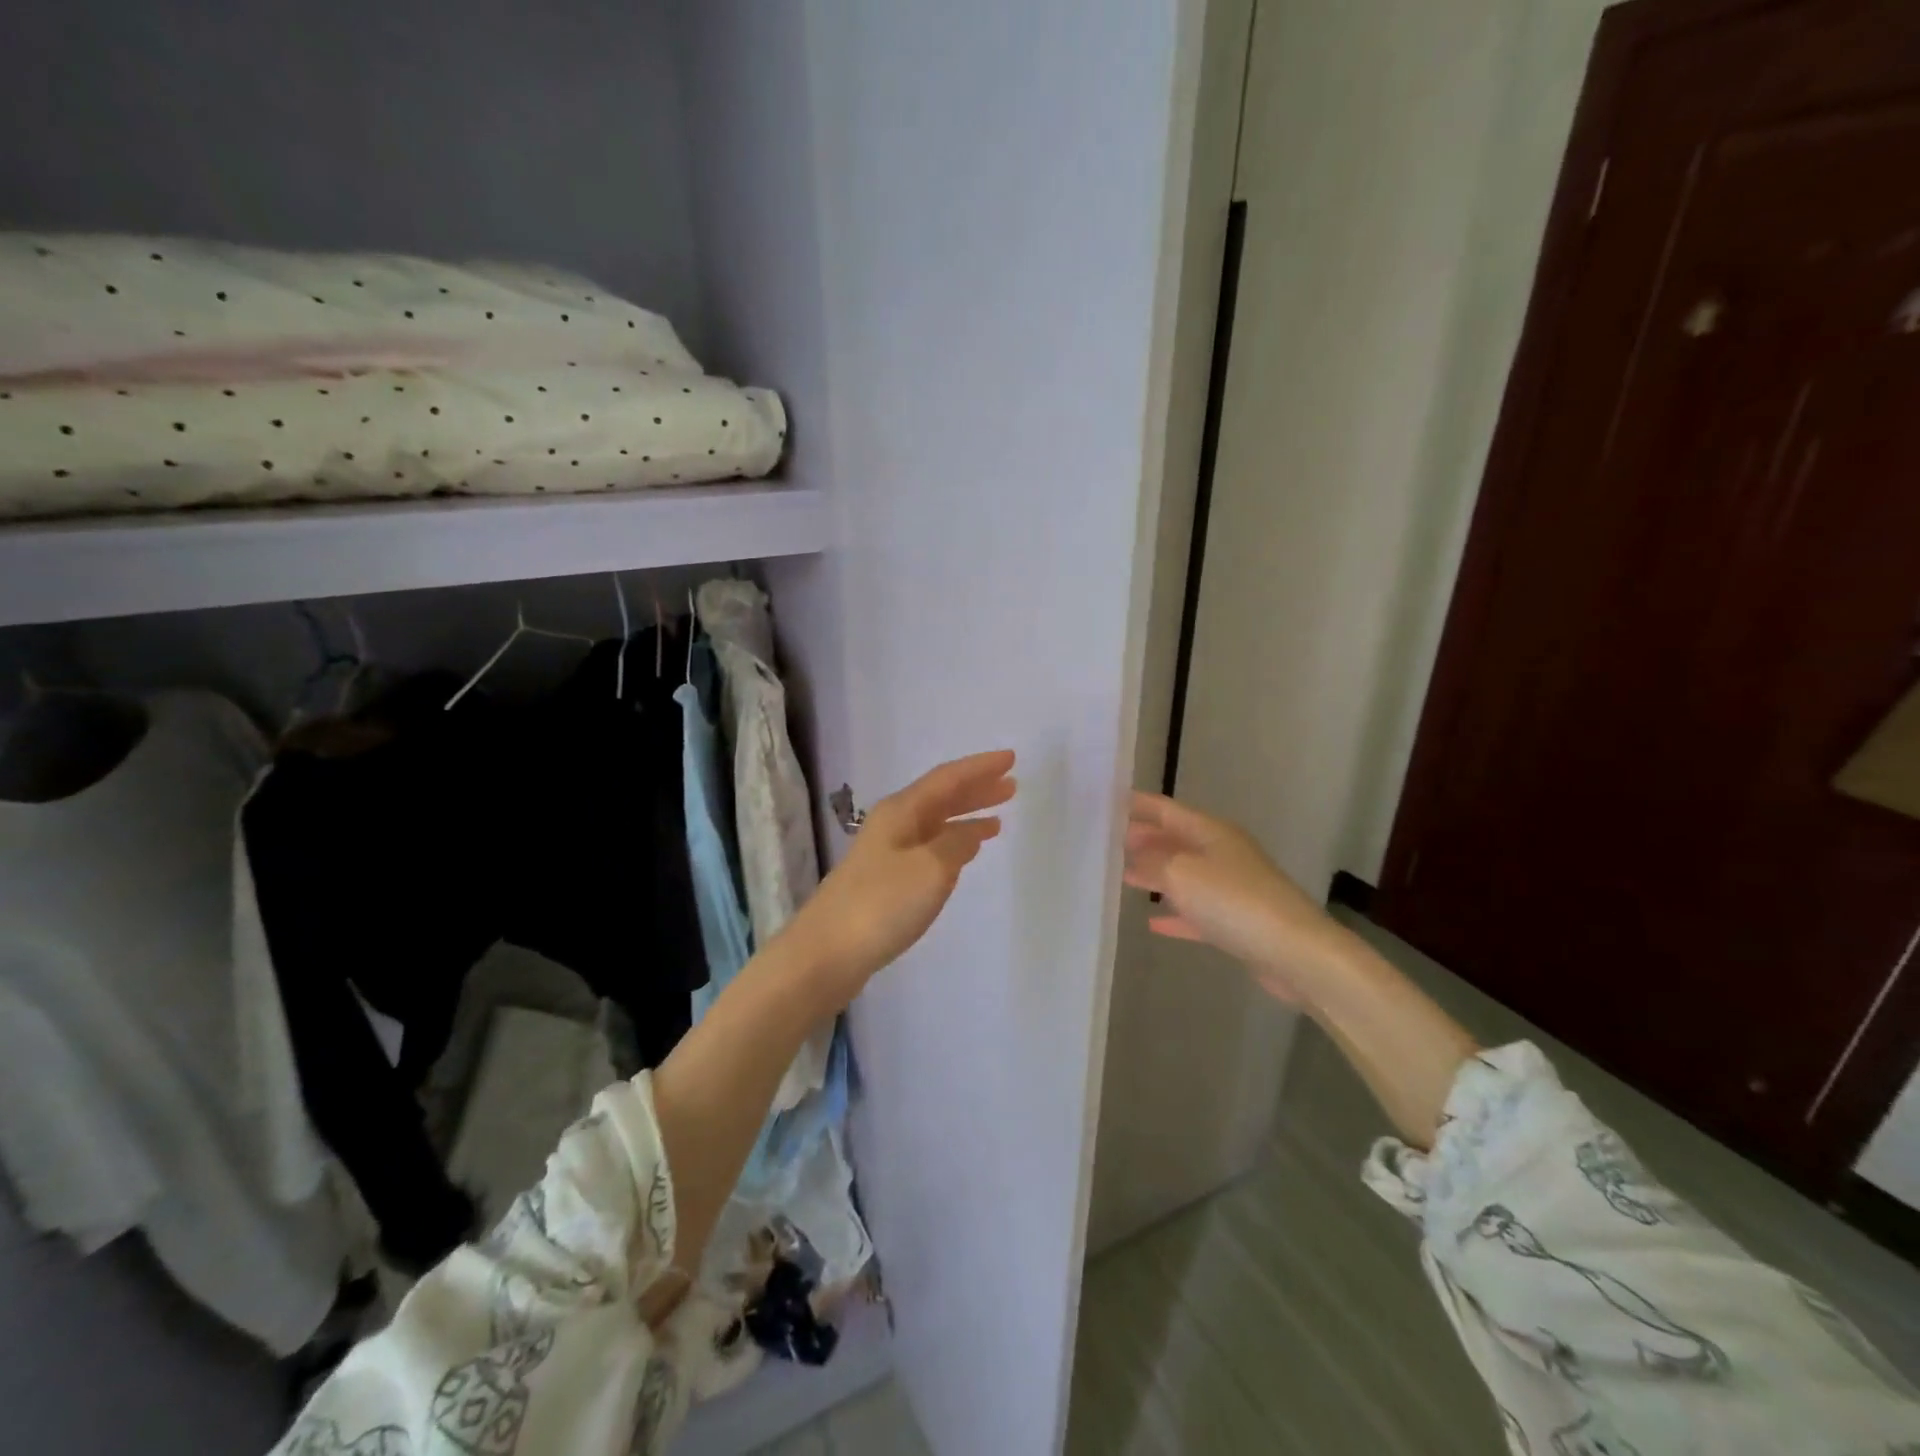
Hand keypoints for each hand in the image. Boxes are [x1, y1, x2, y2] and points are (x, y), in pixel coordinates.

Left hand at [785, 750, 1016, 1005]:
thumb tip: (972, 831)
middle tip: (1011, 785)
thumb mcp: (931, 868)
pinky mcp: (887, 879)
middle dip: (976, 789)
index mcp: (902, 811)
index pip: (948, 778)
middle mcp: (894, 824)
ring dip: (966, 816)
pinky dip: (953, 843)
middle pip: (941, 797)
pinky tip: (966, 851)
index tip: (1011, 758)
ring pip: (936, 823)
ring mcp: (888, 852)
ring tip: (998, 817)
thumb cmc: (882, 904)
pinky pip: (930, 847)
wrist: (827, 952)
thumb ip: (957, 844)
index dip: (980, 767)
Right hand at [1123, 792, 1348, 1004]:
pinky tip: (1153, 922)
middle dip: (1145, 839)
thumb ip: (1151, 862)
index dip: (1139, 805)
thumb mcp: (1180, 874)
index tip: (1108, 803)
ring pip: (1185, 875)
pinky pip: (1197, 911)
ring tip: (1124, 875)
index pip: (1167, 809)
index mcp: (1211, 832)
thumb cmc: (1233, 901)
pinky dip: (1176, 913)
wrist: (1294, 952)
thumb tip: (1134, 857)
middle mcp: (1222, 853)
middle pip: (1176, 840)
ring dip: (1156, 874)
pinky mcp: (1237, 923)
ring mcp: (1232, 888)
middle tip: (1109, 842)